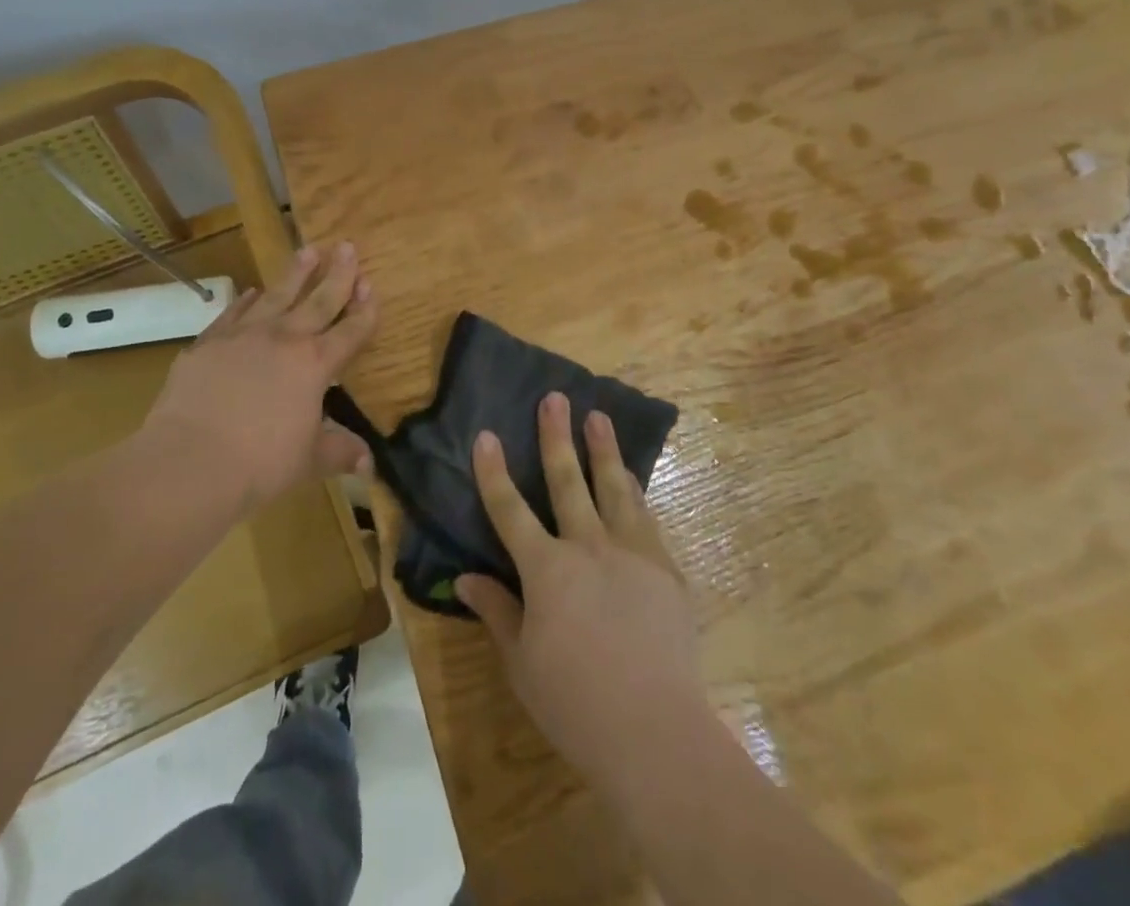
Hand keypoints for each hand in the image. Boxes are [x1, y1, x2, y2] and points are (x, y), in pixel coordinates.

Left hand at [144, 242, 376, 507]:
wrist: (191, 460)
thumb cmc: (261, 464)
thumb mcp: (309, 460)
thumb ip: (339, 452)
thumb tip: (367, 463)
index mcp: (315, 364)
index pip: (350, 331)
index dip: (365, 309)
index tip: (372, 285)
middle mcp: (284, 339)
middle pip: (319, 300)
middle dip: (338, 274)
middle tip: (347, 246)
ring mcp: (244, 336)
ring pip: (277, 295)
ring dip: (296, 273)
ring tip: (309, 250)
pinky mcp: (209, 343)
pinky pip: (235, 313)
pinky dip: (247, 300)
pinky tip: (253, 292)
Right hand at [457, 393, 702, 787]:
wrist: (656, 732)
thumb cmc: (576, 703)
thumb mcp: (522, 663)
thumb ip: (496, 612)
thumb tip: (464, 579)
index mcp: (546, 569)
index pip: (510, 509)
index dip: (494, 472)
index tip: (487, 435)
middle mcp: (588, 547)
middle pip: (567, 480)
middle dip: (556, 436)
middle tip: (555, 398)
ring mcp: (631, 553)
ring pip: (614, 488)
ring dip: (603, 450)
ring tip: (598, 417)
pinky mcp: (665, 569)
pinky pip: (646, 518)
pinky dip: (635, 492)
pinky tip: (632, 478)